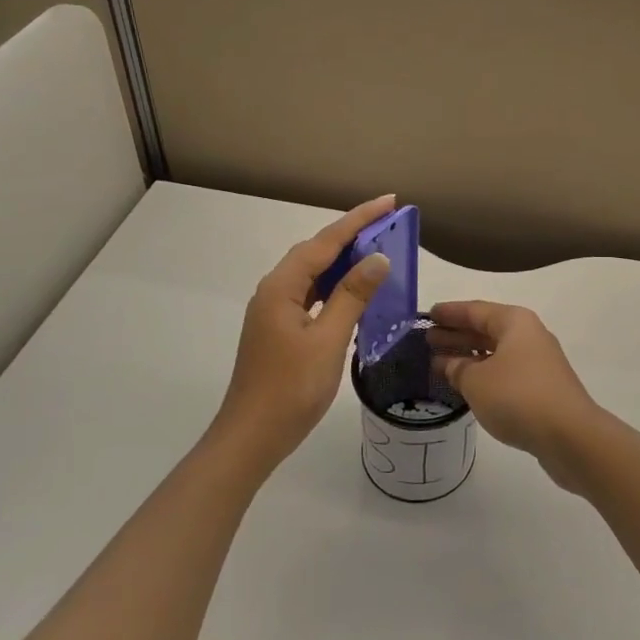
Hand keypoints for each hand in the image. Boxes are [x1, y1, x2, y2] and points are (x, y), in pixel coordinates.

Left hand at [210, 195, 395, 477]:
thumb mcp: (328, 340)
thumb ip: (352, 296)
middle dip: (352, 234)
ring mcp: (274, 310)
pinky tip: (355, 291)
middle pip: (316, 251)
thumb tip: (377, 258)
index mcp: (281, 287)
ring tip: (378, 249)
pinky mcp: (280, 328)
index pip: (325, 242)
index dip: (358, 219)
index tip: (389, 201)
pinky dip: (335, 286)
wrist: (251, 438)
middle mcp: (274, 291)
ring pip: (313, 273)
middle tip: (388, 222)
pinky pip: (312, 294)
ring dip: (344, 260)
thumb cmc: (291, 389)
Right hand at [429, 301, 605, 489]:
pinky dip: (483, 374)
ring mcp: (538, 363)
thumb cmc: (518, 397)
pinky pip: (504, 372)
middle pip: (486, 329)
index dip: (450, 313)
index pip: (475, 310)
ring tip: (439, 363)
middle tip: (427, 340)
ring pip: (495, 352)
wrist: (570, 435)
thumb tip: (451, 364)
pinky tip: (467, 385)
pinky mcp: (542, 388)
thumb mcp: (477, 381)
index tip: (427, 315)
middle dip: (457, 334)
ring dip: (468, 356)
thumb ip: (458, 369)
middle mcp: (528, 336)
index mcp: (515, 322)